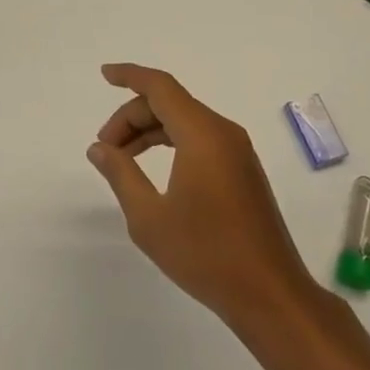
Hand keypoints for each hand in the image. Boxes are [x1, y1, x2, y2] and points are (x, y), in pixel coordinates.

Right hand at [87, 64, 318, 328]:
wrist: (270, 295)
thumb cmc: (206, 254)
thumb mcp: (149, 218)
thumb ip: (121, 174)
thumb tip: (99, 148)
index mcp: (202, 135)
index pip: (160, 87)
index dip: (130, 76)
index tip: (104, 75)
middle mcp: (223, 132)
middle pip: (170, 103)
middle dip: (132, 117)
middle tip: (105, 149)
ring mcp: (237, 151)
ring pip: (185, 121)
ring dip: (150, 131)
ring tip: (122, 159)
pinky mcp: (243, 170)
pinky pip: (201, 139)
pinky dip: (172, 142)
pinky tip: (154, 169)